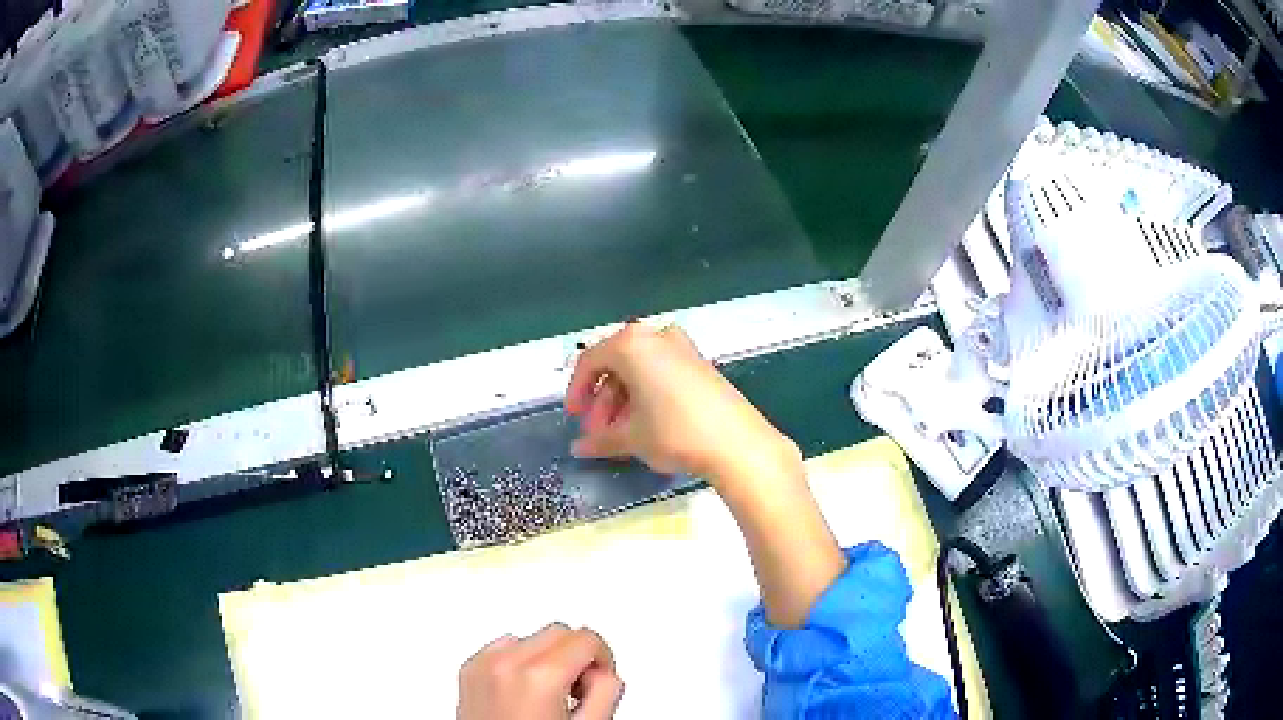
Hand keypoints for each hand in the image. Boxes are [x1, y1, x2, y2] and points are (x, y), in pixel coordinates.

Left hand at [458, 624, 623, 719]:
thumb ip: (606, 689)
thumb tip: (602, 672)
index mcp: (539, 676)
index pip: (586, 638)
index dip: (602, 659)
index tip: (599, 680)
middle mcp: (505, 664)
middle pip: (558, 633)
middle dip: (575, 657)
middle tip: (579, 693)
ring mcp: (482, 666)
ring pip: (530, 639)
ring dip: (546, 660)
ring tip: (550, 698)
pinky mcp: (468, 672)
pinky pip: (502, 650)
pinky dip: (518, 664)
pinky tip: (525, 696)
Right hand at [568, 325, 843, 628]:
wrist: (737, 443)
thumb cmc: (674, 432)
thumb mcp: (631, 437)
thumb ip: (600, 439)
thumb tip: (578, 448)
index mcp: (632, 344)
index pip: (590, 361)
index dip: (577, 391)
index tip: (574, 417)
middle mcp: (656, 336)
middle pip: (616, 365)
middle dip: (602, 401)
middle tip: (598, 432)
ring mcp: (682, 348)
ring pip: (640, 370)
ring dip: (624, 400)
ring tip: (621, 434)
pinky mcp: (701, 364)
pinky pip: (661, 373)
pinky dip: (647, 395)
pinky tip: (647, 425)